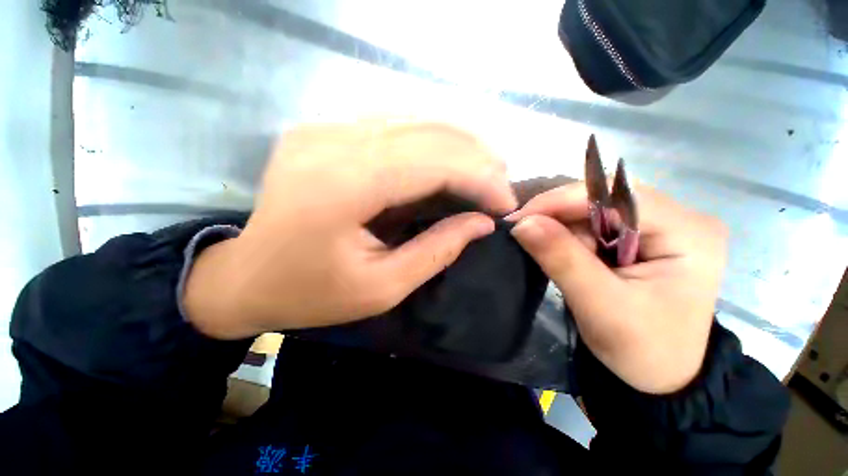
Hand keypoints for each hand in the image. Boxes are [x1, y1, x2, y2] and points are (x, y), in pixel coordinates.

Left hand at [184, 120, 516, 338]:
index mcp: (341, 187)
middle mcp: (331, 143)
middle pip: (425, 132)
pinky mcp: (323, 131)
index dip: (478, 178)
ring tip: (486, 168)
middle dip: (475, 155)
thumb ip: (437, 250)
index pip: (430, 163)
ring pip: (412, 120)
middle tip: (502, 181)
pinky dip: (430, 139)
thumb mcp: (382, 287)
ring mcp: (323, 129)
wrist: (246, 277)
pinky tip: (449, 158)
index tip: (506, 201)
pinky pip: (391, 124)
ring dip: (458, 142)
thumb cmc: (311, 293)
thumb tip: (482, 223)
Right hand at [508, 183, 726, 393]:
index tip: (519, 218)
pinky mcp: (646, 237)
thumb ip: (561, 259)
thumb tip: (522, 223)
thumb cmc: (642, 350)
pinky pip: (597, 223)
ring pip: (597, 209)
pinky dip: (572, 235)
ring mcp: (664, 226)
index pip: (615, 196)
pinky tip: (565, 252)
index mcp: (688, 233)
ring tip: (548, 252)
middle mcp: (681, 219)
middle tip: (526, 234)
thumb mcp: (599, 306)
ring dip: (565, 227)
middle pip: (605, 198)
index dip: (562, 201)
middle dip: (561, 216)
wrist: (661, 377)